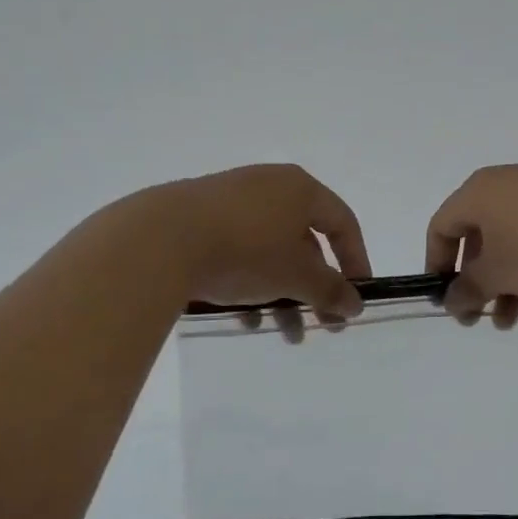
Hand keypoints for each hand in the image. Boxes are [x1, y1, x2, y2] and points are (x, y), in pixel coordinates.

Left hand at [153, 164, 371, 341]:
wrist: (161, 239)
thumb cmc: (246, 250)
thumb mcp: (296, 275)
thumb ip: (330, 290)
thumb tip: (355, 303)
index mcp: (300, 189)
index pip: (342, 222)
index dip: (355, 261)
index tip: (355, 298)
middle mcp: (269, 186)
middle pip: (305, 241)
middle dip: (314, 288)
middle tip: (320, 325)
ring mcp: (232, 199)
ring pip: (270, 250)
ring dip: (282, 293)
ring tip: (281, 332)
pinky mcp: (200, 217)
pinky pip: (238, 250)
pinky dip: (248, 282)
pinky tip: (242, 317)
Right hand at [425, 165, 517, 327]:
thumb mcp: (497, 274)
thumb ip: (468, 289)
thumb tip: (451, 301)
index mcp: (478, 192)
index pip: (441, 226)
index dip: (436, 263)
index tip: (444, 299)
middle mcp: (506, 185)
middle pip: (476, 235)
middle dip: (475, 281)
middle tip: (477, 317)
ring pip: (509, 240)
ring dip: (503, 282)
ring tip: (511, 320)